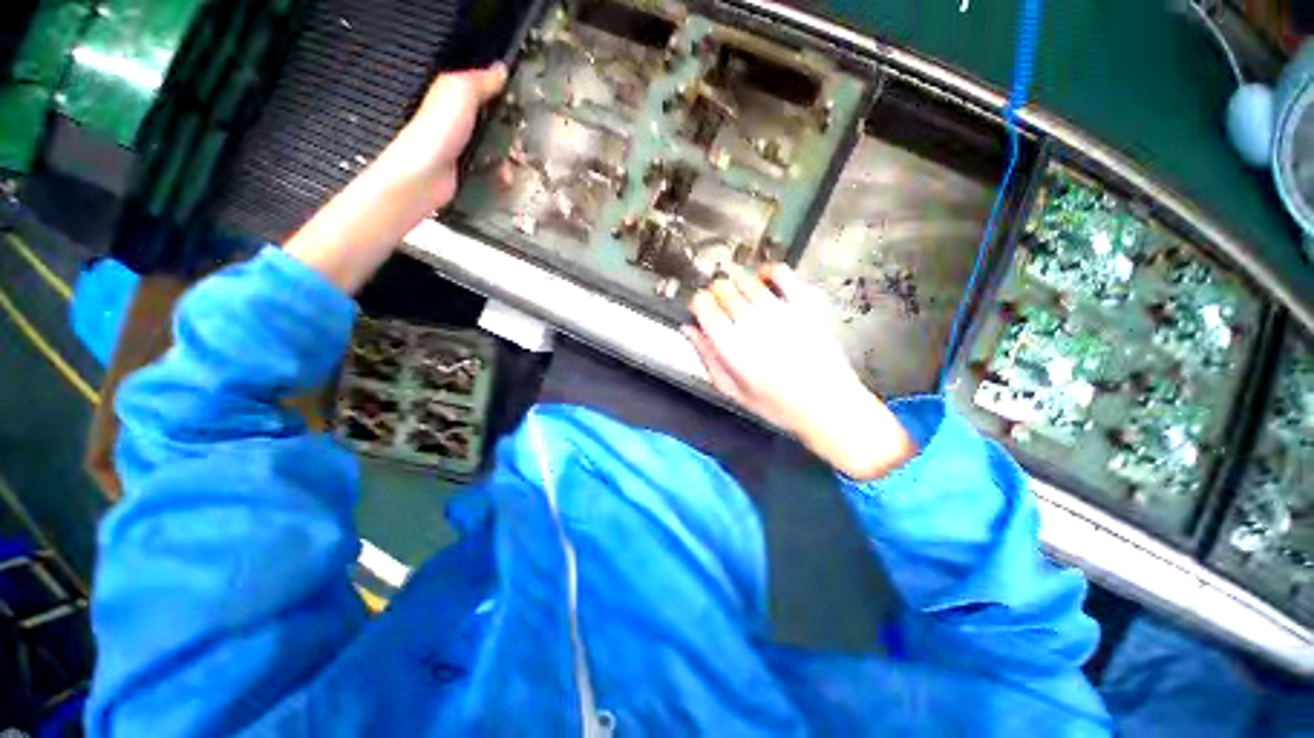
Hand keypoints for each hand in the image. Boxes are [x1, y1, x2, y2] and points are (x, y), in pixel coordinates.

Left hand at [286, 65, 505, 293]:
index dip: (504, 90)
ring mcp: (463, 145)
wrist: (423, 177)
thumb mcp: (459, 94)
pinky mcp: (468, 169)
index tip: (525, 98)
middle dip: (513, 128)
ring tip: (519, 160)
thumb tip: (501, 69)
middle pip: (494, 118)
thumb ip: (480, 80)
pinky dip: (502, 173)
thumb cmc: (437, 133)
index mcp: (453, 94)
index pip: (484, 86)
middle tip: (528, 136)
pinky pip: (491, 168)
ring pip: (496, 144)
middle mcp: (458, 117)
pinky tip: (506, 178)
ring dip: (510, 154)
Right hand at [684, 264, 916, 479]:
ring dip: (737, 283)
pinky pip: (780, 273)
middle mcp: (751, 323)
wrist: (826, 403)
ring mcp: (778, 311)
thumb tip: (690, 331)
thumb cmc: (779, 404)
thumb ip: (708, 358)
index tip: (702, 310)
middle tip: (721, 305)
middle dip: (716, 294)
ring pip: (745, 279)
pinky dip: (768, 271)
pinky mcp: (802, 304)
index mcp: (730, 346)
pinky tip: (765, 281)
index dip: (698, 304)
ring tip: (741, 297)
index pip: (703, 305)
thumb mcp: (733, 390)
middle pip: (722, 288)